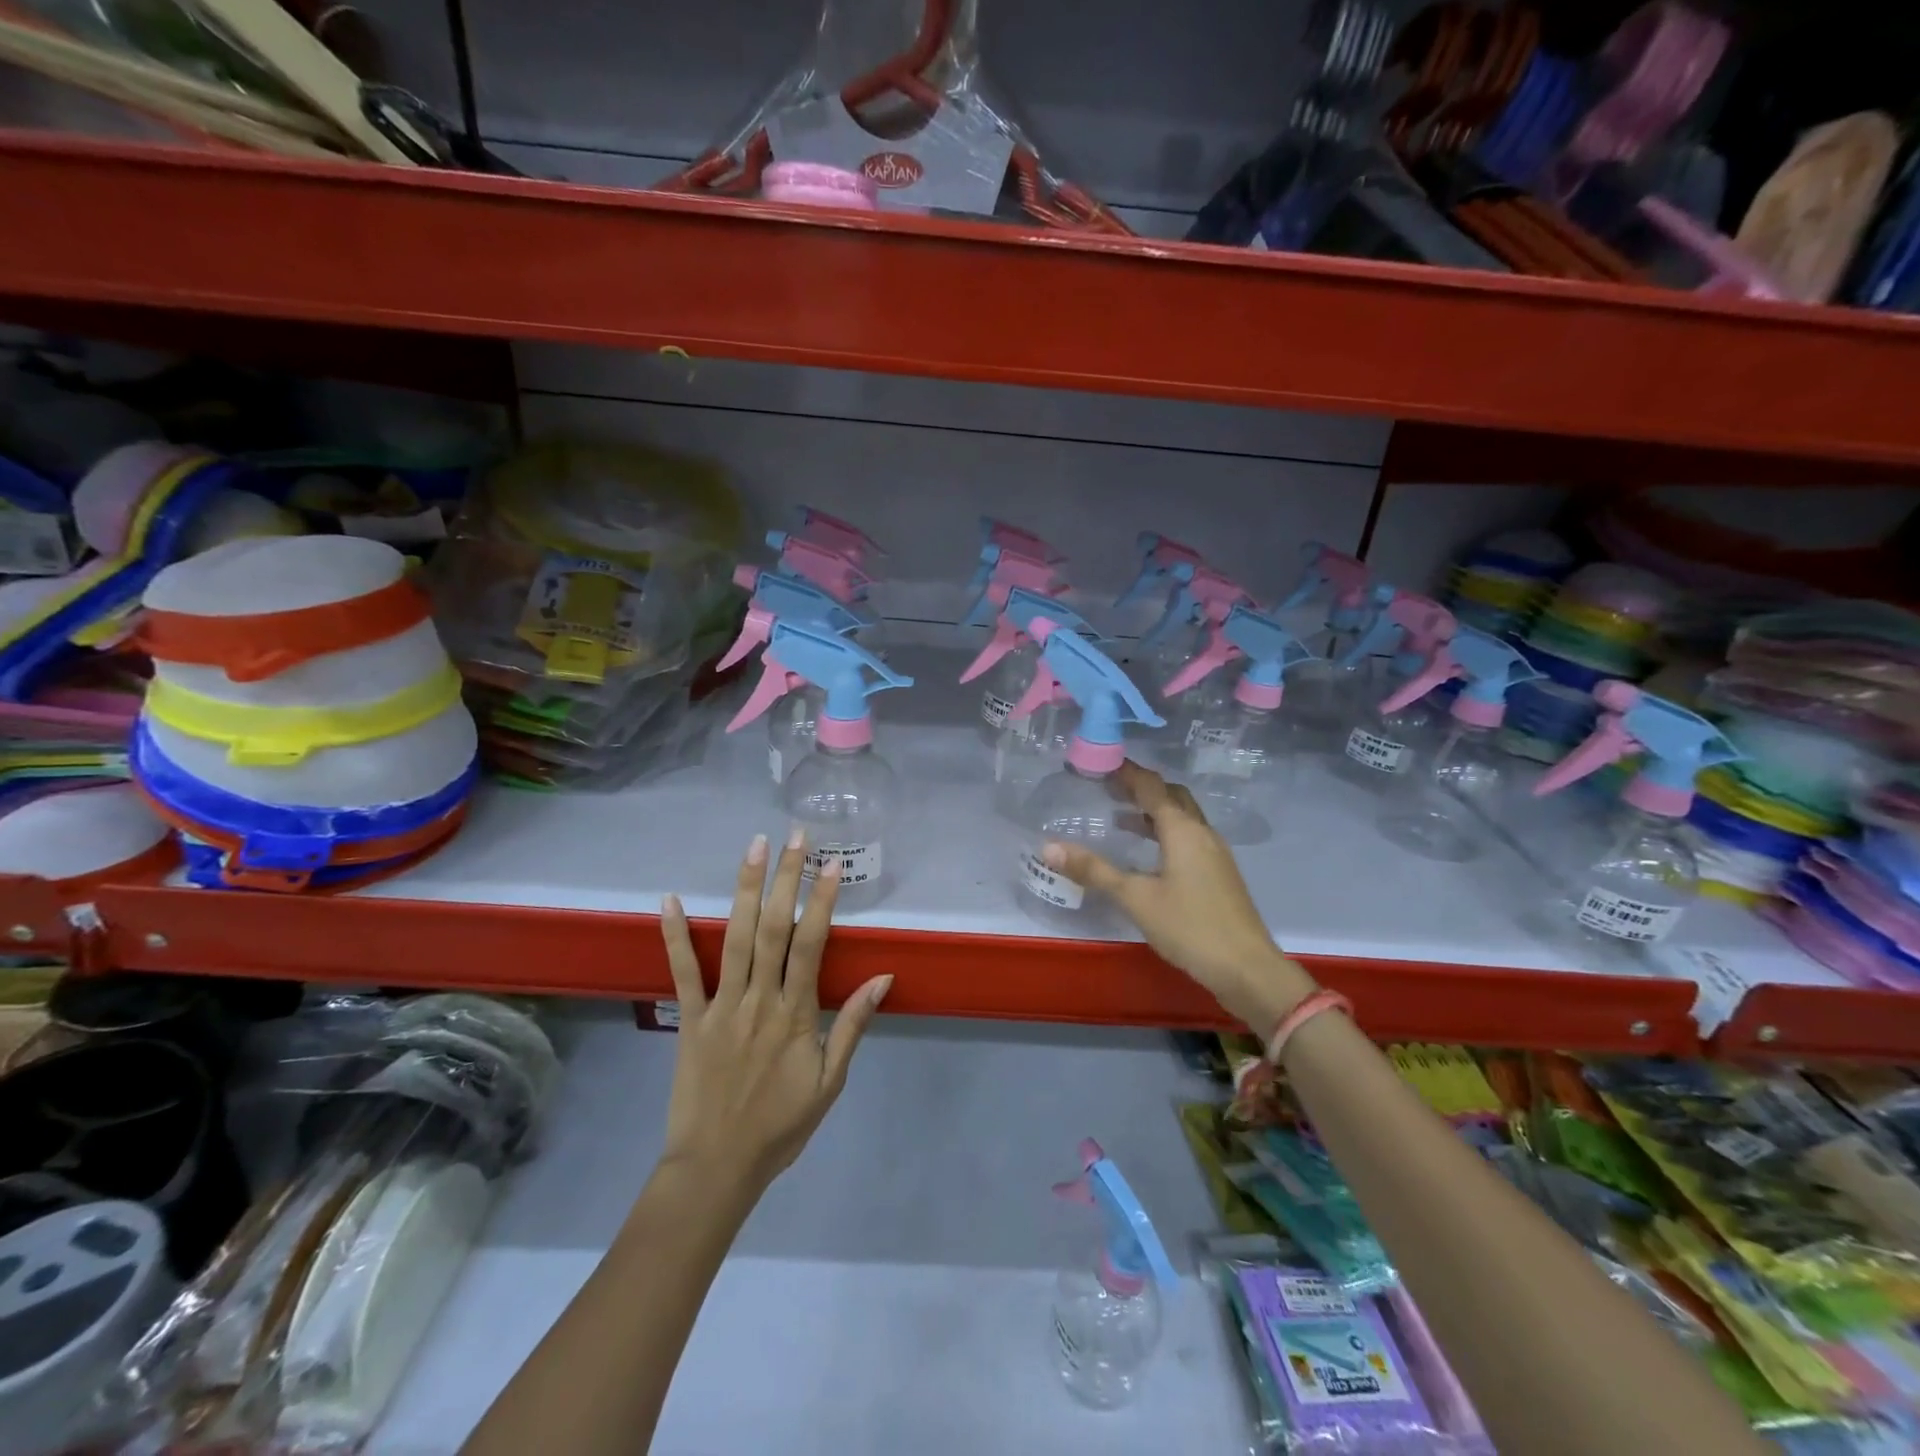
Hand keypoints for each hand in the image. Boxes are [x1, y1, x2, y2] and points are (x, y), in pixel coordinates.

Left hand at [658, 830, 891, 1194]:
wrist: (717, 1167)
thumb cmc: (781, 1125)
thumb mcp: (830, 1081)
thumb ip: (852, 1025)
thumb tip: (882, 979)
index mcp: (795, 1013)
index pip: (811, 944)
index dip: (822, 901)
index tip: (831, 864)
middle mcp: (759, 999)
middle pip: (772, 928)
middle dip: (785, 878)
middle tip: (794, 837)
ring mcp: (722, 1006)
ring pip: (734, 938)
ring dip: (743, 889)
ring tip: (752, 847)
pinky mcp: (691, 1019)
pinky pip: (683, 972)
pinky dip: (675, 935)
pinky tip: (669, 900)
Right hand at [1042, 761, 1313, 1027]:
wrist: (1247, 969)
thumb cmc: (1190, 927)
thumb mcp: (1136, 898)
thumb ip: (1094, 871)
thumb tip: (1048, 847)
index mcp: (1182, 830)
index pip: (1152, 788)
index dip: (1127, 772)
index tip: (1102, 763)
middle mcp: (1202, 833)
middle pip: (1171, 797)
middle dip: (1142, 788)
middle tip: (1109, 787)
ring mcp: (1214, 853)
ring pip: (1182, 818)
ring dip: (1153, 812)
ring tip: (1120, 817)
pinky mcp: (1218, 874)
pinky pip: (1188, 838)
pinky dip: (1164, 832)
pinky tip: (1148, 854)